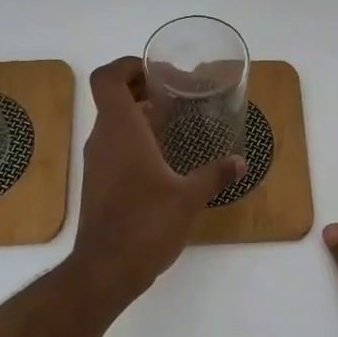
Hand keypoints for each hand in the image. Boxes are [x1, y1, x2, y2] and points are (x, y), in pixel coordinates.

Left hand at [70, 57, 244, 299]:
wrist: (105, 271)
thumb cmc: (146, 224)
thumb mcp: (189, 197)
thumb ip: (215, 174)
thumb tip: (240, 162)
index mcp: (121, 130)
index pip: (108, 79)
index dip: (128, 65)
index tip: (159, 72)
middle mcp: (103, 139)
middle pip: (113, 98)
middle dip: (143, 89)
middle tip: (177, 95)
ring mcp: (97, 162)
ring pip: (114, 123)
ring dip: (140, 115)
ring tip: (175, 122)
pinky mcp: (98, 183)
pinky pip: (114, 146)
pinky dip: (135, 139)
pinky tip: (163, 157)